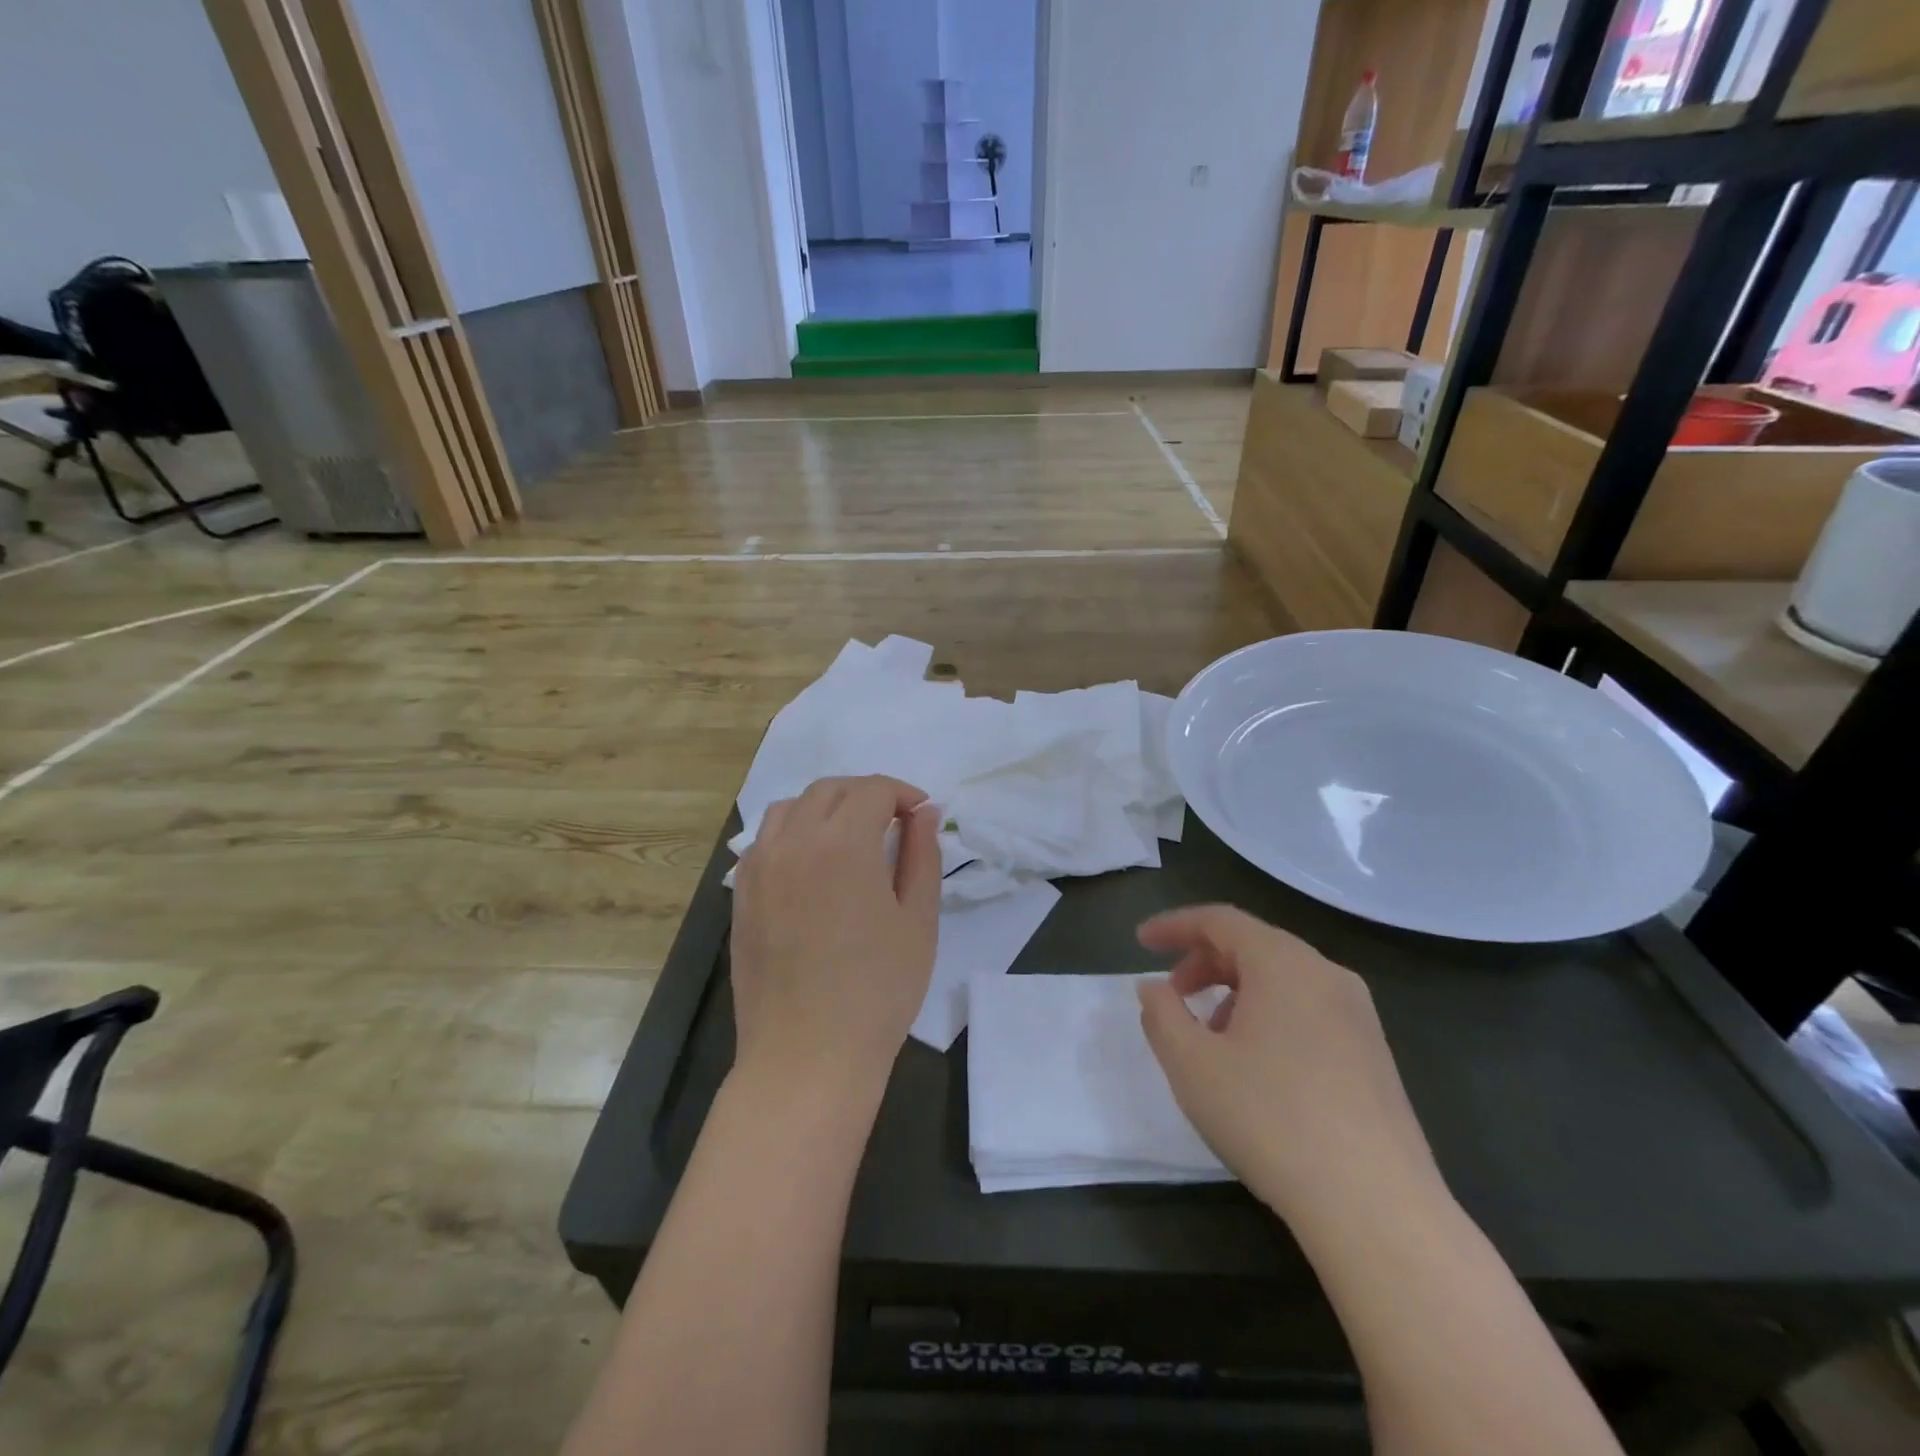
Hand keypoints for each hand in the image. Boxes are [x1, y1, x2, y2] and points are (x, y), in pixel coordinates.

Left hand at [730, 776, 941, 1103]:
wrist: (807, 1055)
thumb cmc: (877, 990)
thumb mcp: (918, 920)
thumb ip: (923, 855)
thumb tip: (925, 812)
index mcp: (843, 843)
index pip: (873, 789)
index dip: (904, 793)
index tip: (922, 816)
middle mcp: (794, 841)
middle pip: (830, 789)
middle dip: (867, 794)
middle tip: (894, 823)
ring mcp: (759, 866)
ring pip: (792, 807)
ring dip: (827, 807)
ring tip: (852, 837)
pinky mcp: (741, 894)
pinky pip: (766, 839)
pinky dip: (794, 832)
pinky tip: (813, 864)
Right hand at [1136, 905, 1444, 1231]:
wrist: (1376, 1208)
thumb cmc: (1270, 1120)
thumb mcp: (1191, 1064)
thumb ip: (1161, 1014)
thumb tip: (1154, 988)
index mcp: (1283, 963)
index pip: (1219, 920)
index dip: (1174, 926)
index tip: (1139, 942)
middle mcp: (1326, 974)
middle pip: (1253, 945)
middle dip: (1204, 961)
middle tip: (1172, 994)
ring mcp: (1358, 1014)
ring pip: (1282, 978)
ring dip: (1235, 991)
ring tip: (1210, 1037)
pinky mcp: (1374, 1053)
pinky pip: (1308, 1008)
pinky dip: (1269, 1014)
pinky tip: (1256, 1065)